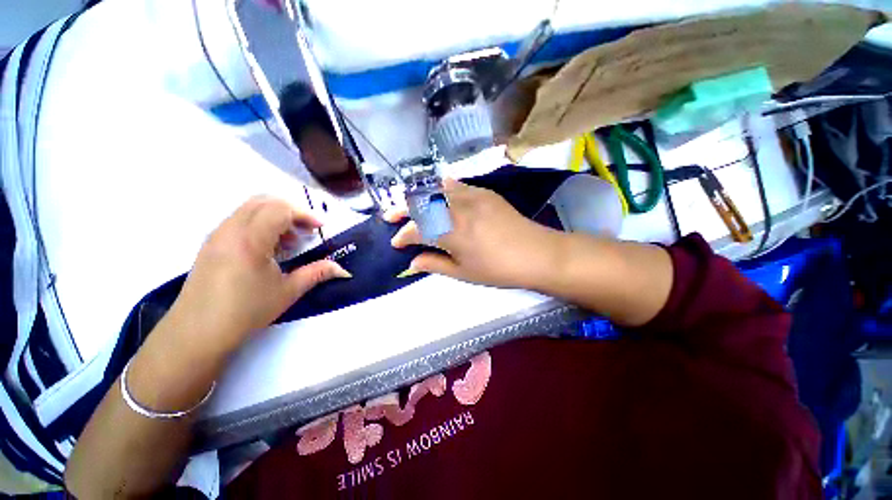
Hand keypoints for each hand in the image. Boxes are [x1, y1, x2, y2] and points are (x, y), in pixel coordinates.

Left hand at [169, 196, 350, 353]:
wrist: (196, 333)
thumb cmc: (246, 311)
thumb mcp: (288, 291)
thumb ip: (317, 273)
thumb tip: (343, 270)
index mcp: (250, 240)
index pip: (280, 209)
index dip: (305, 214)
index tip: (320, 229)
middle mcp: (230, 230)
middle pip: (264, 202)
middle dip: (291, 211)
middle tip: (307, 230)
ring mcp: (217, 235)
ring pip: (249, 209)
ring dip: (274, 218)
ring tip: (289, 242)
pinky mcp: (211, 244)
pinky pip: (238, 221)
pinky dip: (259, 225)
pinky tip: (268, 250)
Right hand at [388, 179, 563, 289]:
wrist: (537, 253)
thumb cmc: (499, 269)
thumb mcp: (464, 273)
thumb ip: (435, 264)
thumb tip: (412, 263)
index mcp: (451, 233)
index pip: (417, 230)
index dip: (403, 236)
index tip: (396, 243)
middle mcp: (457, 209)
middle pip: (422, 204)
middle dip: (402, 210)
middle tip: (390, 217)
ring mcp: (471, 196)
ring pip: (436, 190)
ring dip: (418, 197)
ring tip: (409, 205)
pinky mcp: (483, 192)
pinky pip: (455, 185)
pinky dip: (440, 189)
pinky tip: (436, 194)